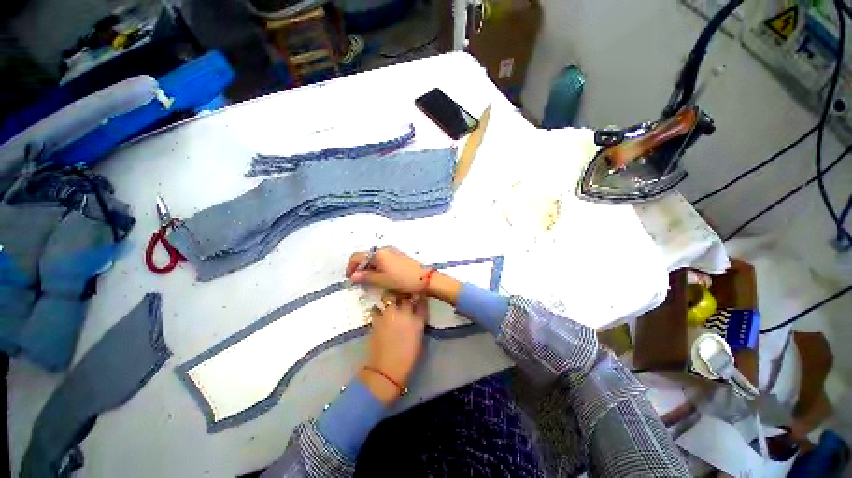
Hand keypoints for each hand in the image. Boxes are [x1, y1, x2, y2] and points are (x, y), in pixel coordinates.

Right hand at [346, 246, 462, 305]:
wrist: (425, 278)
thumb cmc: (402, 279)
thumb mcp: (382, 280)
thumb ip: (366, 277)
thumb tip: (353, 276)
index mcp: (379, 253)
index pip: (358, 256)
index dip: (351, 267)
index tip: (350, 278)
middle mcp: (385, 249)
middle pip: (366, 256)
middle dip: (360, 267)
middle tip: (359, 281)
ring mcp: (392, 252)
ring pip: (375, 258)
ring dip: (369, 268)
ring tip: (369, 280)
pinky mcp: (398, 256)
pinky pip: (383, 260)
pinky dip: (377, 267)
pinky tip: (380, 276)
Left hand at [359, 293, 427, 404]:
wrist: (387, 369)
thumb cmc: (408, 358)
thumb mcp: (419, 339)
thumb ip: (417, 323)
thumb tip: (414, 316)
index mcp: (418, 319)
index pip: (421, 301)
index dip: (420, 297)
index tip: (419, 296)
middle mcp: (404, 312)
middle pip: (405, 296)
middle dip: (404, 296)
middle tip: (402, 299)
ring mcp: (388, 314)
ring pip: (388, 297)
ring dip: (389, 299)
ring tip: (388, 303)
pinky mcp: (376, 319)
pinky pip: (375, 308)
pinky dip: (377, 310)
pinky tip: (378, 314)